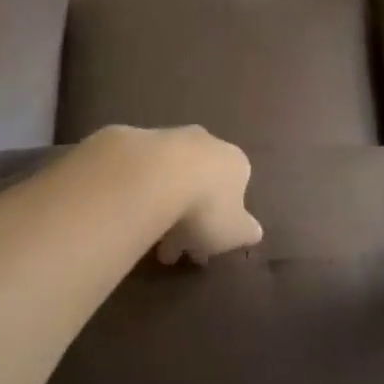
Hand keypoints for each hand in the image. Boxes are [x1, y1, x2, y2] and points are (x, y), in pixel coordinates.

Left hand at [146, 127, 261, 265]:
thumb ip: (247, 232)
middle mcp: (209, 142)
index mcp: (236, 163)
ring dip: (163, 202)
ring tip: (146, 238)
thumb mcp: (236, 232)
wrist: (154, 176)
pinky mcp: (138, 138)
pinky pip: (143, 171)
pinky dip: (139, 191)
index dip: (223, 219)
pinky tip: (130, 215)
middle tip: (174, 246)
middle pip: (203, 180)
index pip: (237, 190)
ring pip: (172, 175)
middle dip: (191, 212)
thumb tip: (254, 232)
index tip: (207, 245)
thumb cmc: (206, 207)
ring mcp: (172, 136)